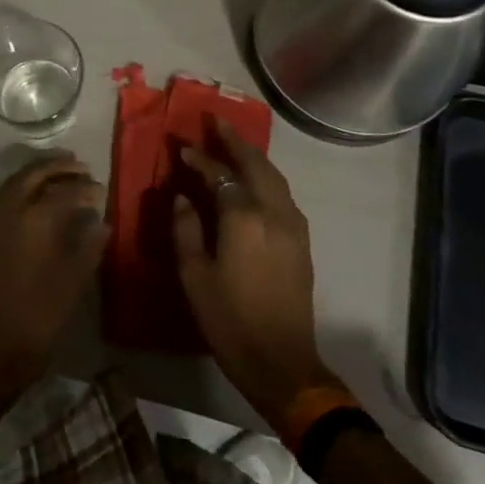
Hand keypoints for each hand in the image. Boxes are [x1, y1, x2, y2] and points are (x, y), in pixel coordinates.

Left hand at [0, 154, 108, 386]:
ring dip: (36, 173)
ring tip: (60, 173)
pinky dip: (22, 187)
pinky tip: (38, 199)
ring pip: (14, 184)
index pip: (63, 192)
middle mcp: (10, 214)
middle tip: (79, 164)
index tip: (101, 189)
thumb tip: (102, 223)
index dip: (85, 188)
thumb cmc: (39, 318)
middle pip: (31, 175)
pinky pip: (4, 198)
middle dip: (56, 166)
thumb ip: (88, 248)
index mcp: (34, 222)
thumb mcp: (73, 283)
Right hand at [174, 120, 340, 423]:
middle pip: (254, 164)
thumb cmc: (229, 320)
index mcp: (243, 217)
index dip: (200, 158)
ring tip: (234, 143)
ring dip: (253, 156)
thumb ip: (185, 229)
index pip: (219, 174)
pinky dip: (266, 176)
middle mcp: (273, 211)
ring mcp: (293, 225)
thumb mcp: (194, 276)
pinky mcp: (302, 240)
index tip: (182, 147)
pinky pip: (282, 194)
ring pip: (274, 176)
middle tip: (216, 121)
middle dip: (234, 140)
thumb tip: (182, 197)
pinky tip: (255, 180)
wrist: (282, 362)